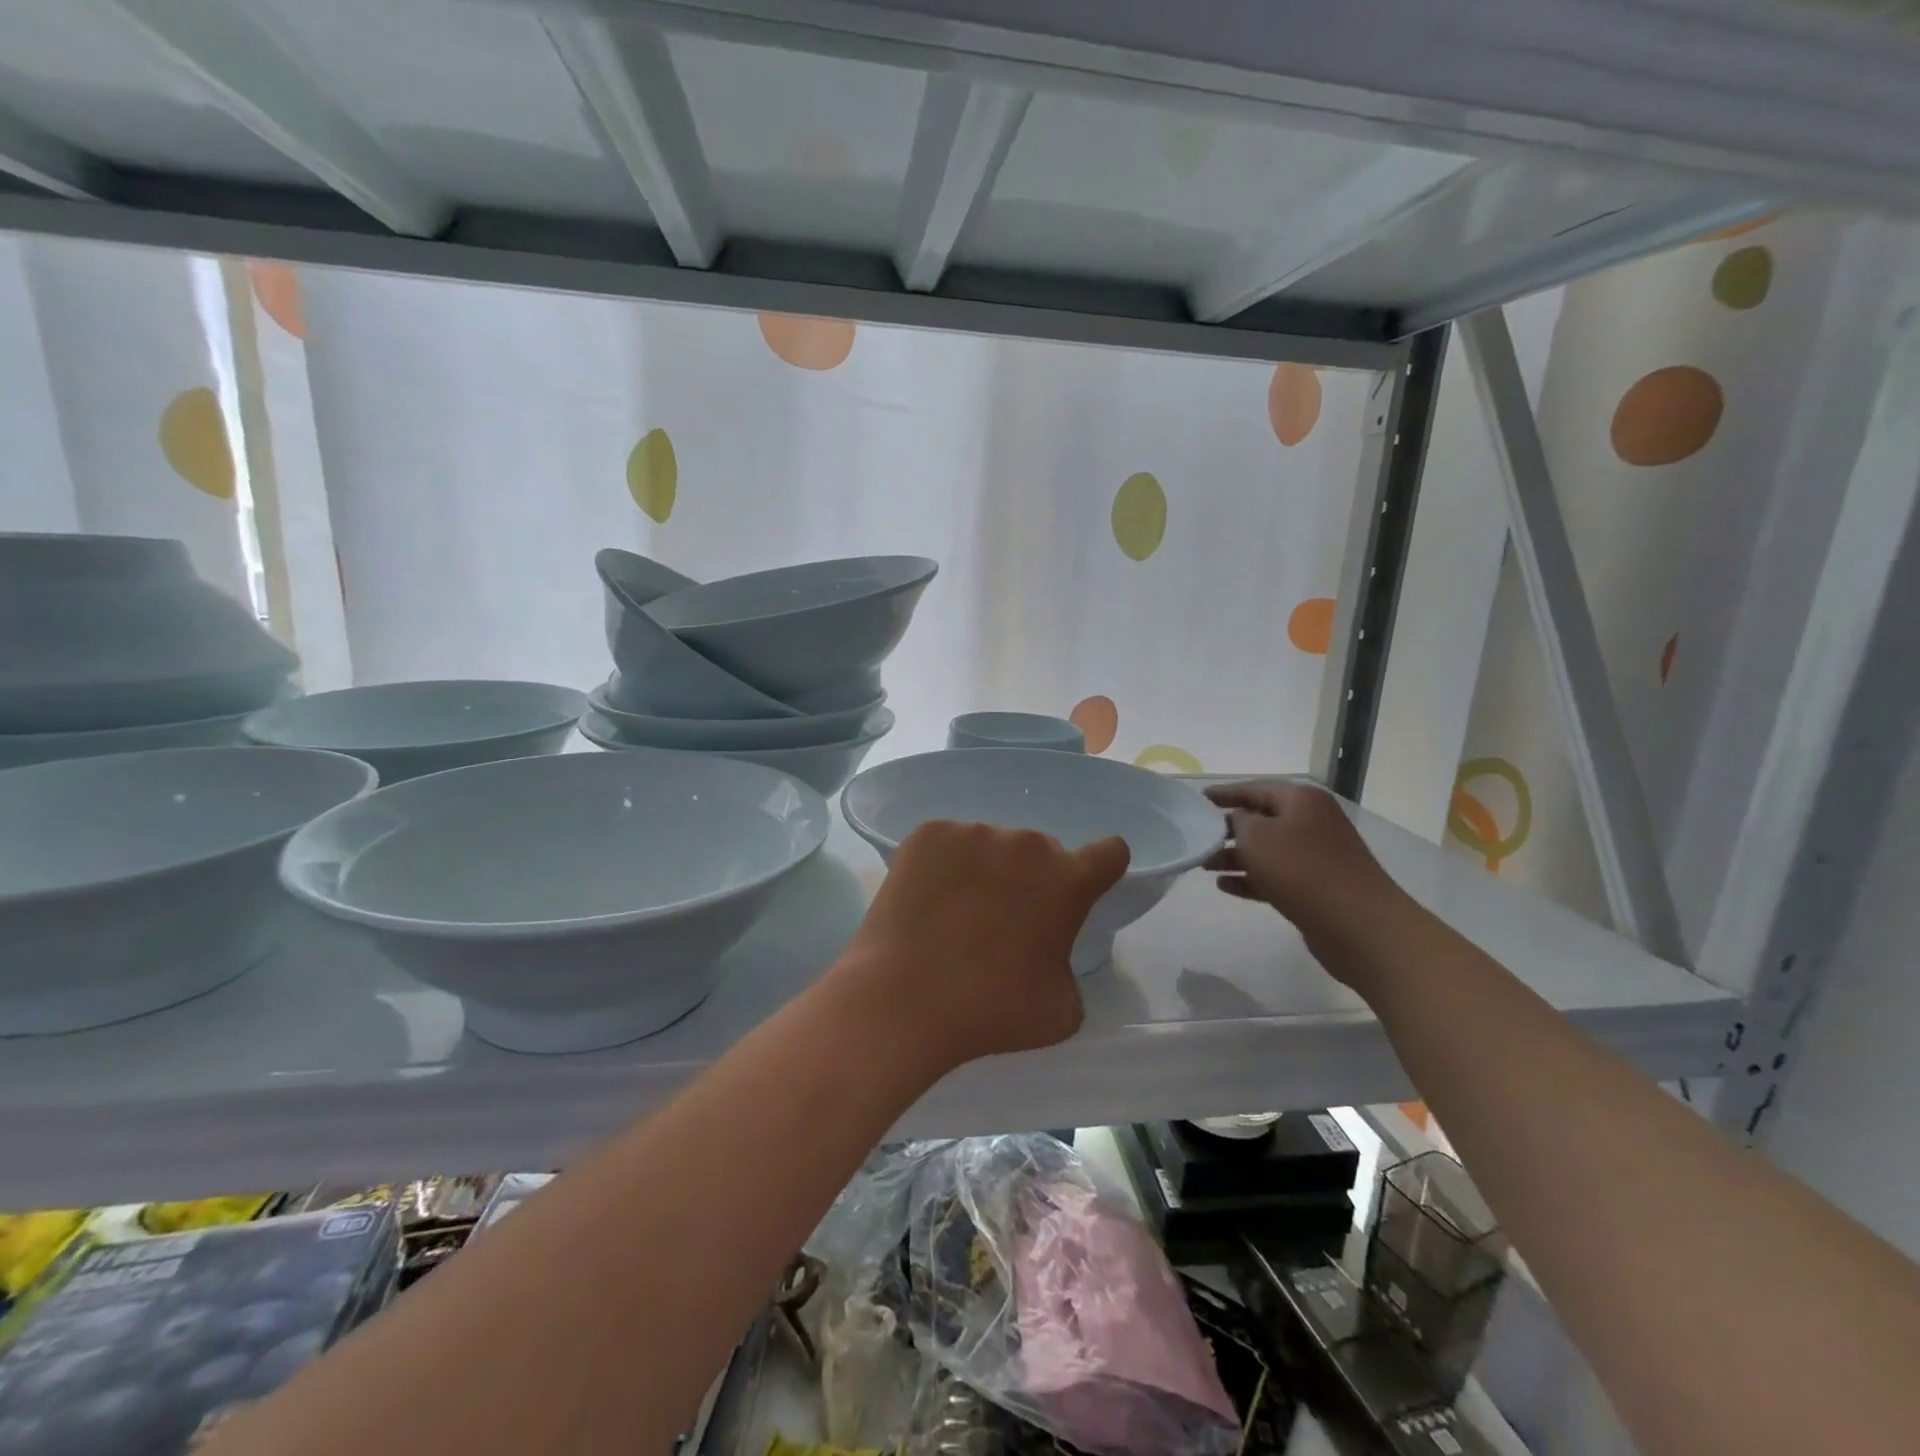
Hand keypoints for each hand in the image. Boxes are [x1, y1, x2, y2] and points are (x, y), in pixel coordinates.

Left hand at [840, 821, 1129, 1070]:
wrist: (902, 999)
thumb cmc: (990, 1011)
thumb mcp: (1062, 1008)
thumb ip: (1069, 965)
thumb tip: (1050, 951)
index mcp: (1067, 880)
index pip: (1109, 853)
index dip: (1100, 870)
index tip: (1081, 890)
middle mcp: (1025, 843)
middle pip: (1039, 852)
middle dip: (1030, 879)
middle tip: (1001, 922)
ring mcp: (973, 832)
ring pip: (991, 847)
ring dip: (985, 870)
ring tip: (955, 915)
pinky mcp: (928, 833)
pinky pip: (948, 844)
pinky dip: (944, 865)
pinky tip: (927, 901)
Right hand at [1204, 779, 1401, 972]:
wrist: (1359, 925)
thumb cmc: (1303, 871)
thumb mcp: (1258, 838)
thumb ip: (1238, 822)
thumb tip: (1236, 821)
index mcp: (1301, 800)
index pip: (1255, 788)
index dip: (1225, 793)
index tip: (1198, 799)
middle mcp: (1311, 822)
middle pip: (1261, 819)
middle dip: (1227, 829)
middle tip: (1197, 837)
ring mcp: (1317, 855)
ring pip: (1266, 850)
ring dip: (1235, 857)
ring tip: (1204, 866)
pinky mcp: (1316, 887)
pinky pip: (1276, 876)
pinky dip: (1251, 878)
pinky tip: (1225, 887)